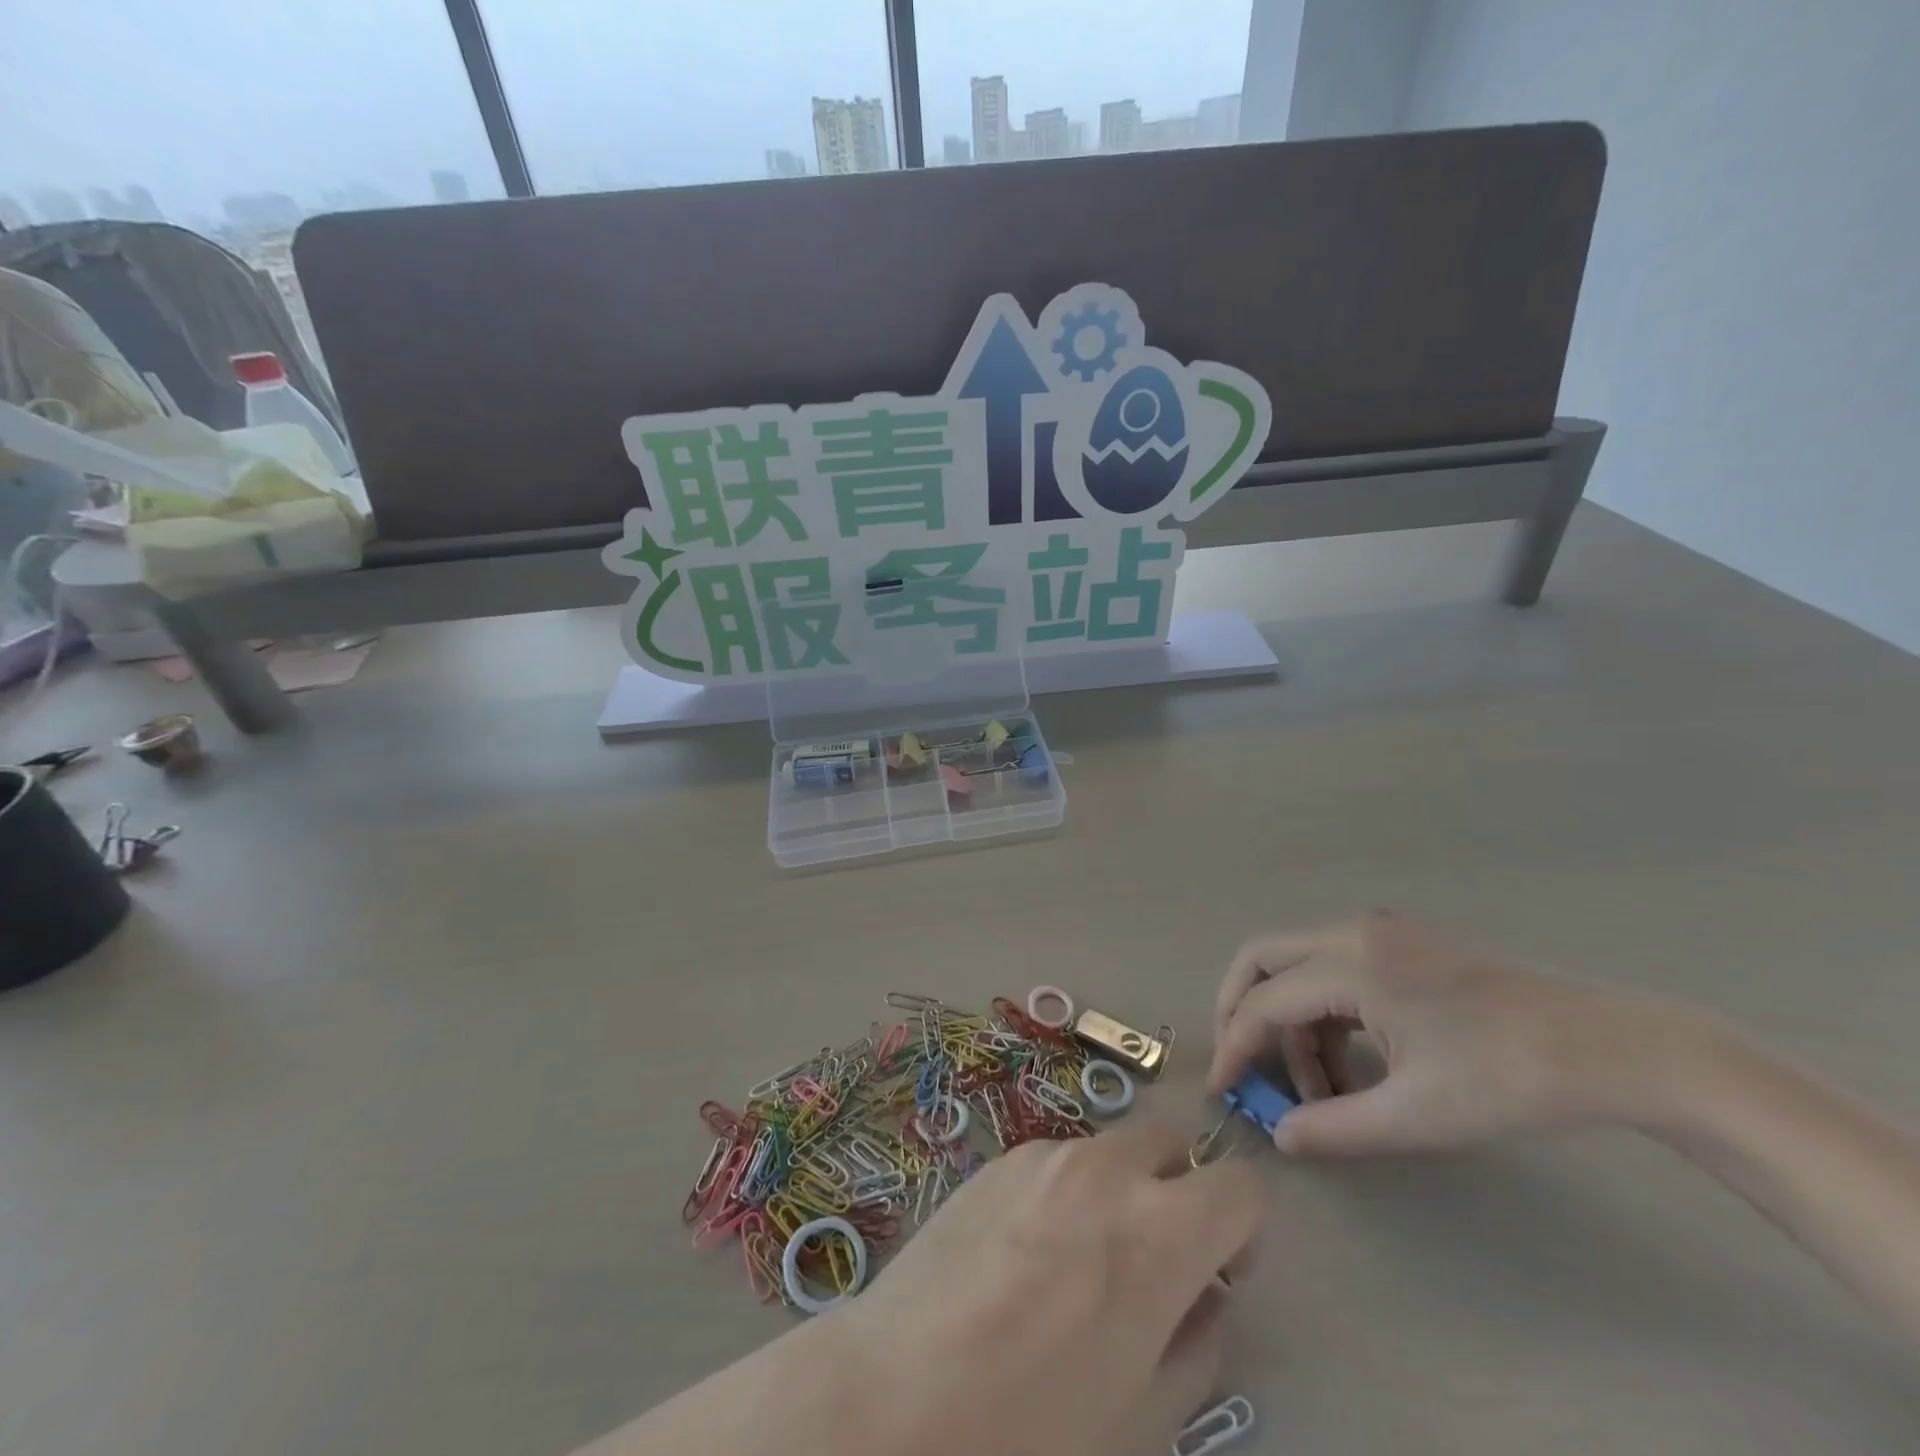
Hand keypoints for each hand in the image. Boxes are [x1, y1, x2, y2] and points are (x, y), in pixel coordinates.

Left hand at [832, 1122, 1264, 1455]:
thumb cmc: (1034, 1428)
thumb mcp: (1144, 1413)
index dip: (1244, 1228)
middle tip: (1155, 1254)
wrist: (900, 1392)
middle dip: (1181, 1188)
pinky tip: (1025, 1253)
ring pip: (1110, 1150)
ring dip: (1119, 1188)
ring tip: (1078, 1259)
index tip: (1221, 1270)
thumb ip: (1196, 1343)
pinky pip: (1056, 1161)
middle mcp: (1108, 1169)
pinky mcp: (999, 1157)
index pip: (1240, 1186)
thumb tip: (1206, 1298)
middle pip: (1172, 1142)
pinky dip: (1066, 1191)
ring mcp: (1047, 1154)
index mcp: (1161, 1231)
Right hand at [1209, 912, 1697, 1155]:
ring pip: (1298, 965)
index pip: (1264, 1002)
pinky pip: (1334, 969)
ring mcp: (1378, 931)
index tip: (1221, 1089)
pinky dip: (1325, 1012)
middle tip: (1243, 1064)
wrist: (1608, 1048)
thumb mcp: (1417, 1114)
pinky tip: (1353, 1062)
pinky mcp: (1401, 943)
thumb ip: (1336, 1125)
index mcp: (1349, 963)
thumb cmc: (1507, 1078)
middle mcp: (1351, 932)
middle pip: (1262, 958)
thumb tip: (1281, 1136)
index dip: (1235, 1047)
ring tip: (1322, 1089)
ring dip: (1292, 1021)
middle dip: (1241, 1010)